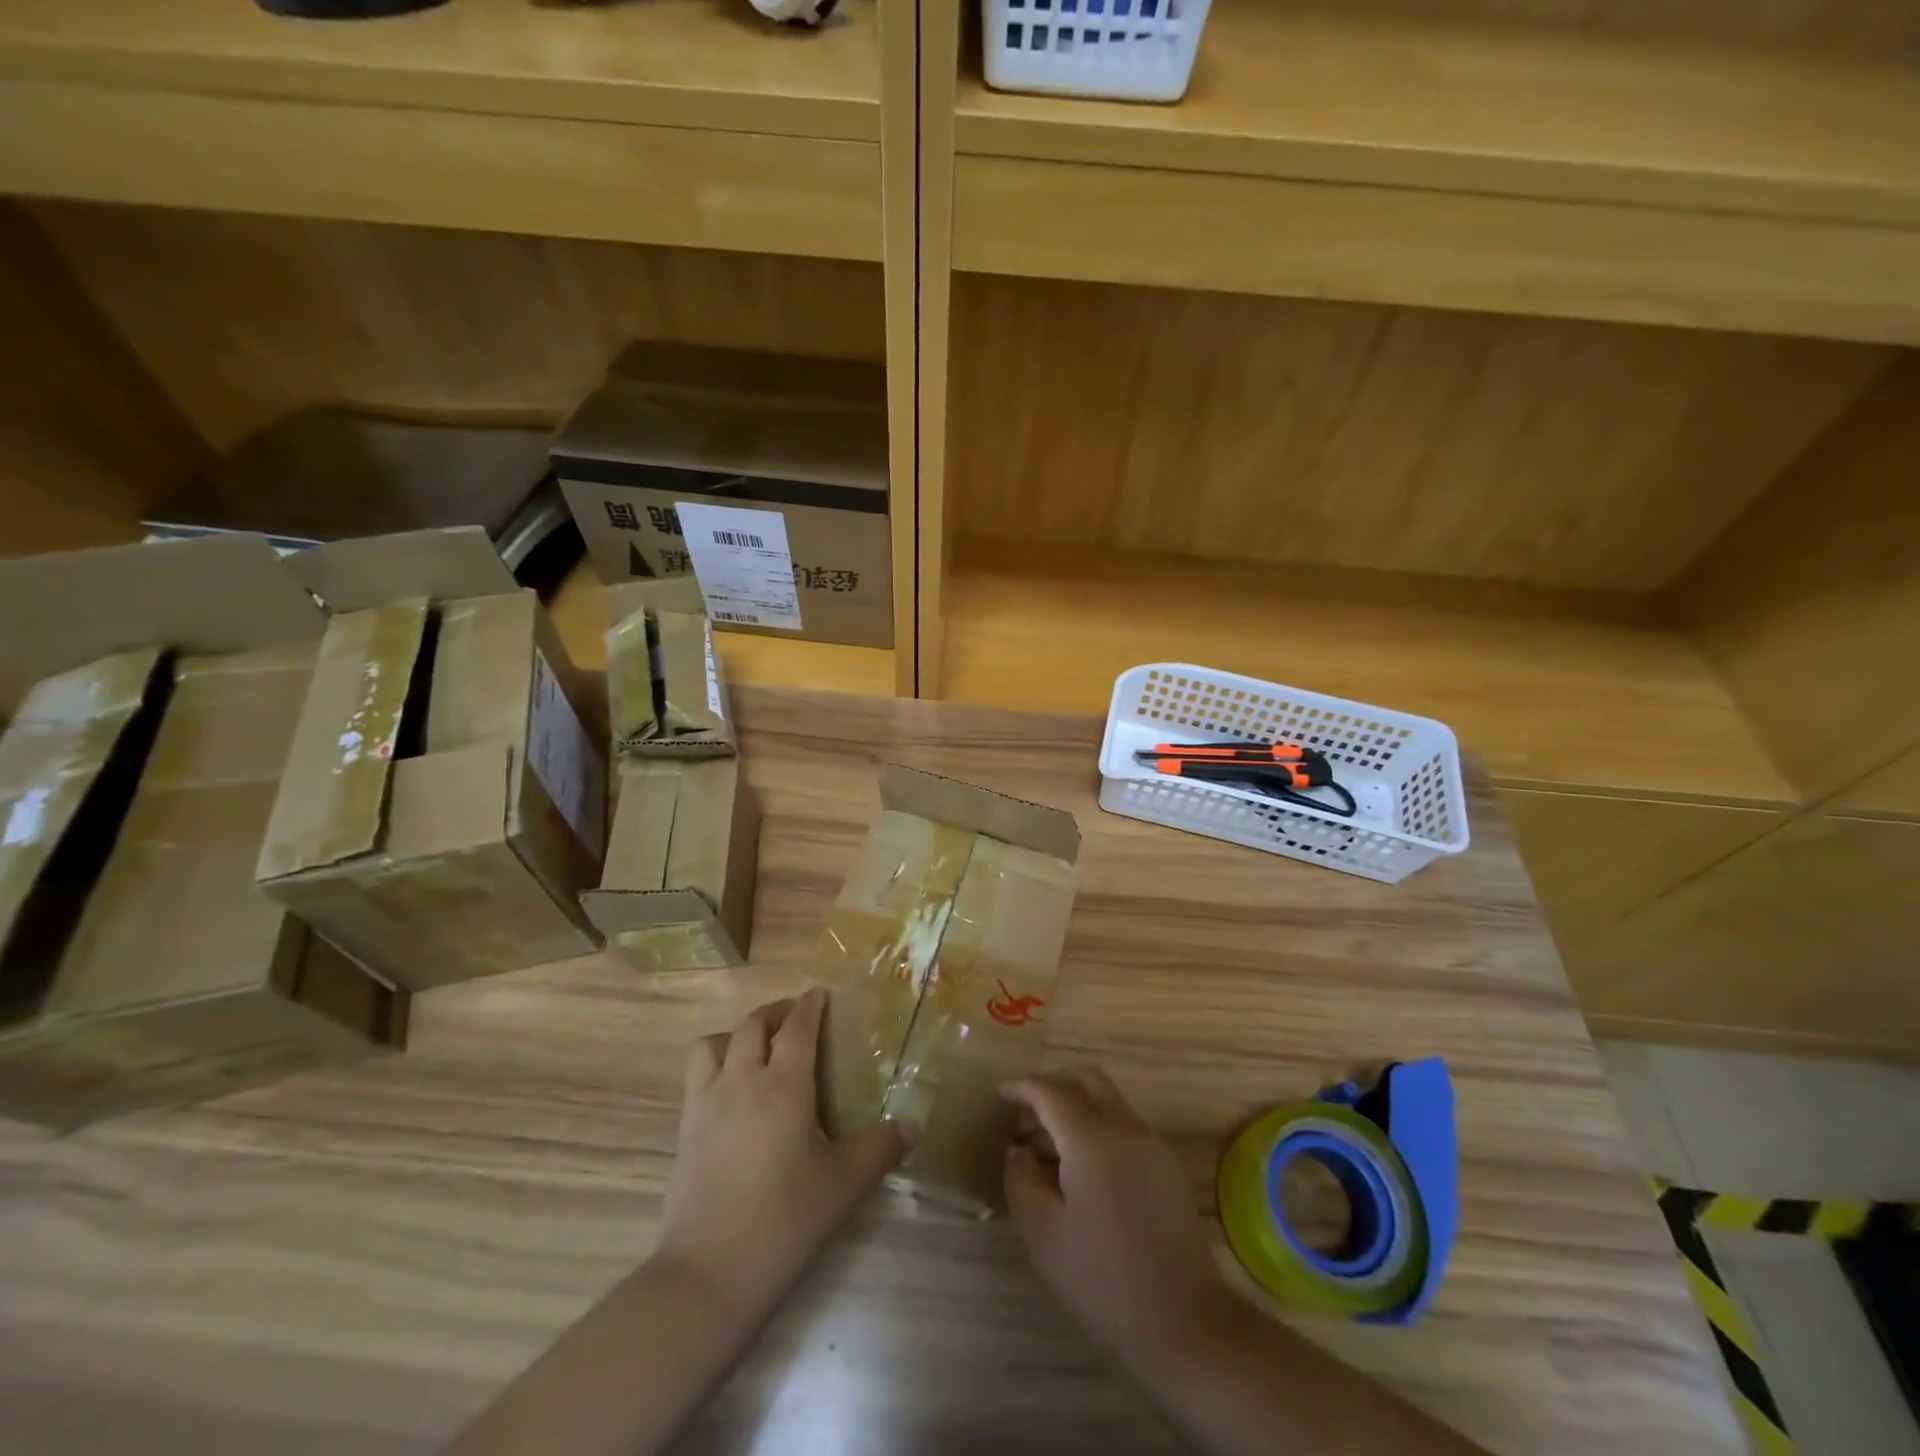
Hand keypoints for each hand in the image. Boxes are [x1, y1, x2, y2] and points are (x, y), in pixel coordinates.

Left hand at [654, 988, 911, 1319]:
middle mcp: (741, 1081)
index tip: (820, 994)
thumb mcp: (843, 1184)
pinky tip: (731, 1095)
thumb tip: (912, 1126)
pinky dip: (714, 1067)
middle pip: (752, 1024)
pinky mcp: (684, 1129)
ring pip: (713, 1044)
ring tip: (755, 1051)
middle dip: (775, 1012)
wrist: (709, 1271)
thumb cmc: (785, 1219)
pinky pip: (696, 1077)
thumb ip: (880, 1148)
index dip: (809, 1005)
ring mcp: (706, 1103)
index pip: (797, 1027)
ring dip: (735, 1036)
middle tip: (795, 1019)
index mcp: (784, 1085)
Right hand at [1002, 1070, 1240, 1371]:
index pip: (1050, 1091)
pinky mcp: (1166, 1165)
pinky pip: (1123, 1126)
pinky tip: (1078, 1170)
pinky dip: (1096, 1129)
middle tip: (1024, 1114)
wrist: (1188, 1323)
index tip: (999, 1094)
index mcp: (1092, 1137)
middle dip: (1053, 1086)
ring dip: (1075, 1109)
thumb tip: (1017, 1152)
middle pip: (1086, 1080)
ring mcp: (1151, 1144)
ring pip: (1107, 1101)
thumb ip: (1021, 1181)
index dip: (1021, 1087)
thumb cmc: (1105, 1279)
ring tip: (1044, 1149)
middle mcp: (1125, 1126)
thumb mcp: (1045, 1235)